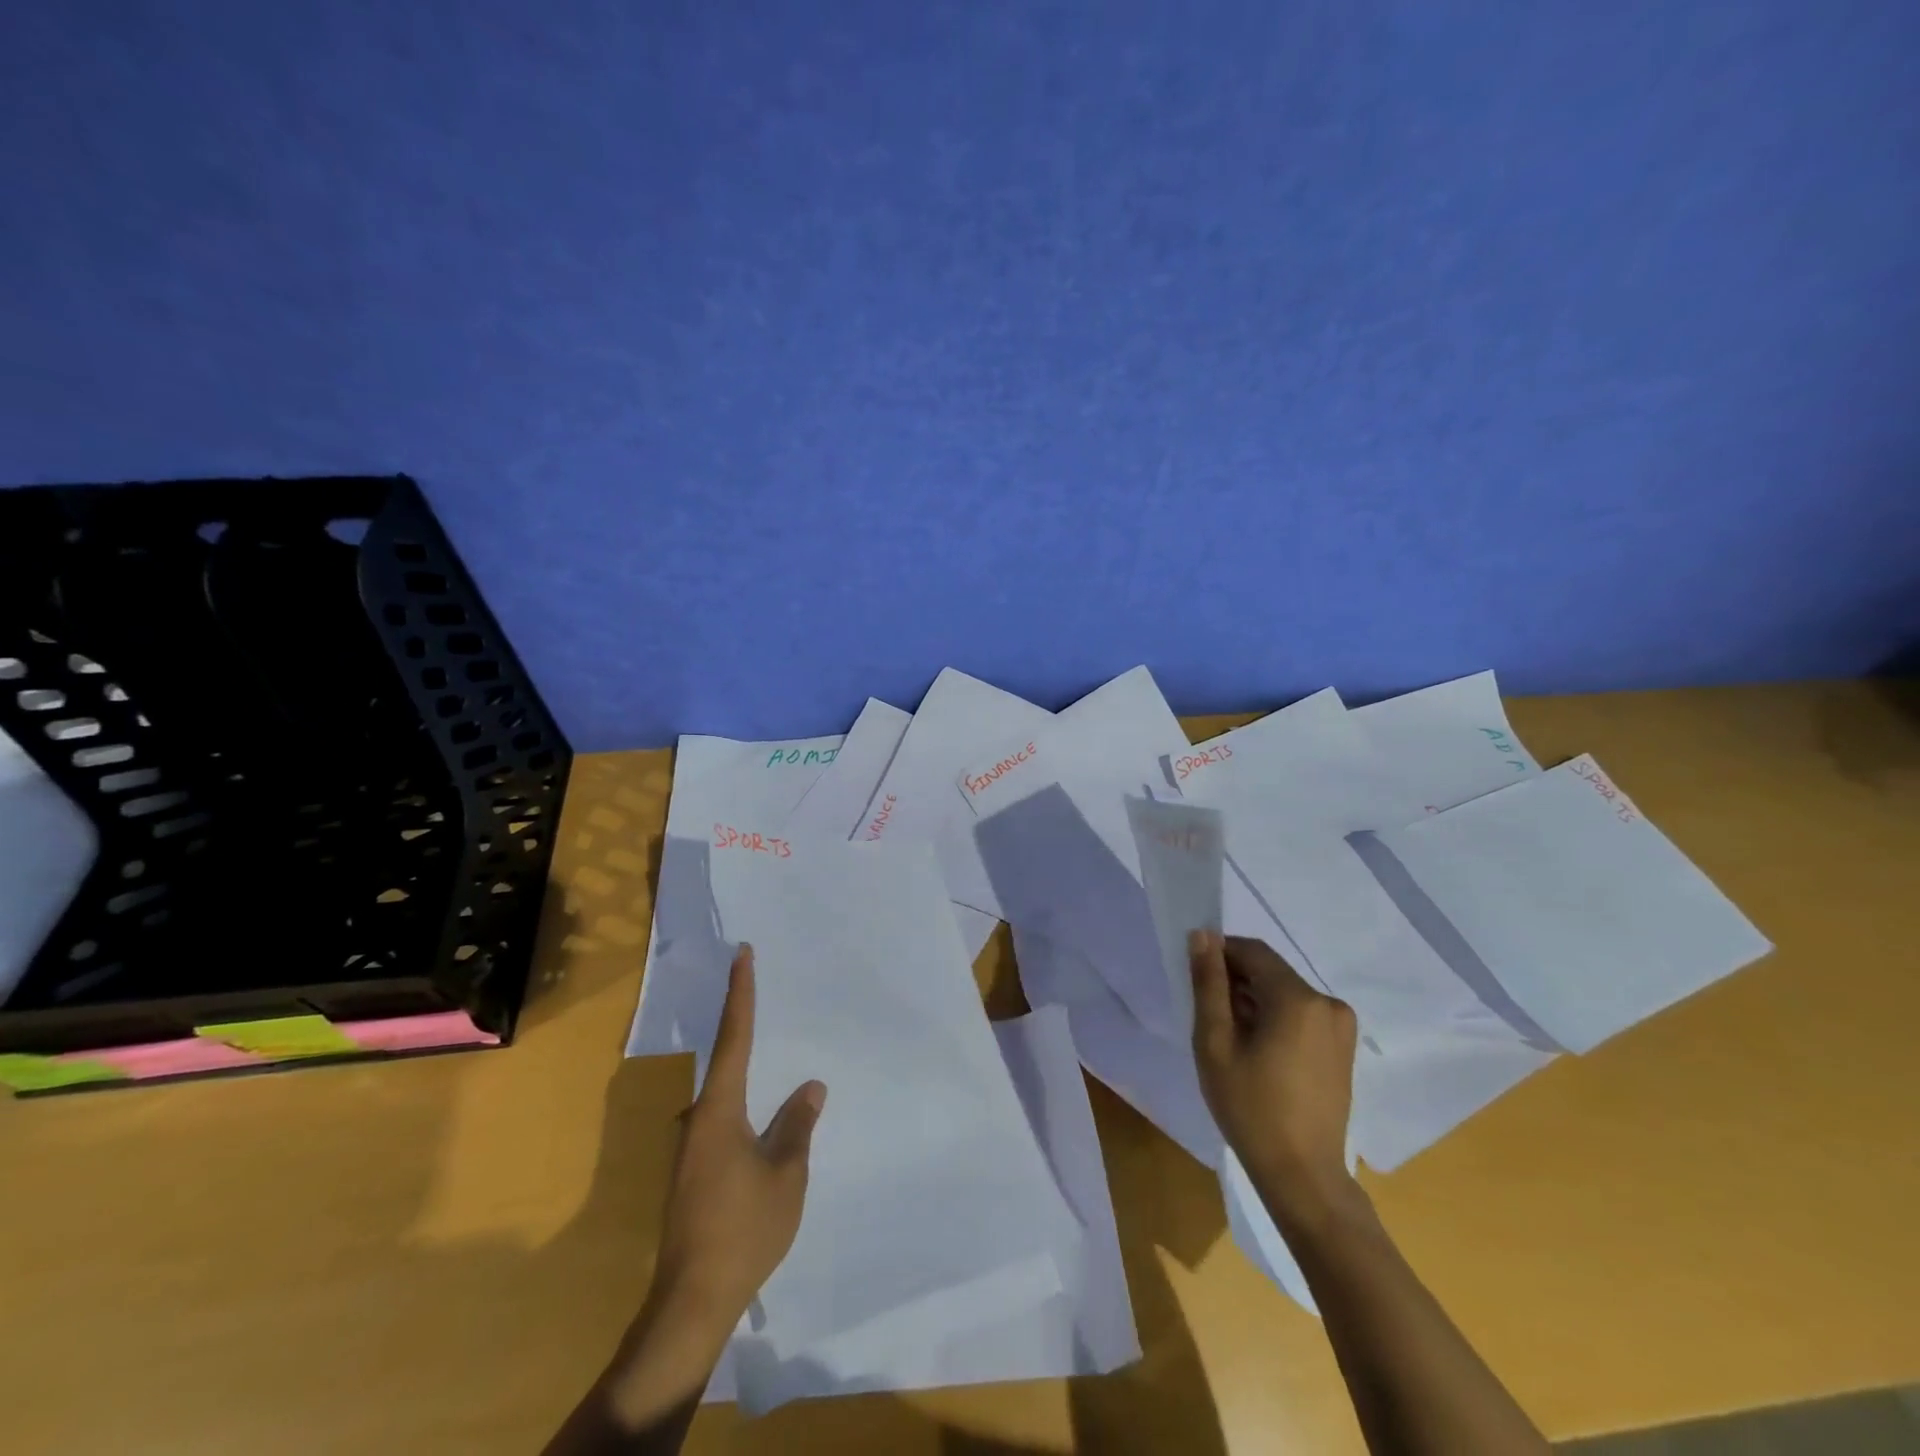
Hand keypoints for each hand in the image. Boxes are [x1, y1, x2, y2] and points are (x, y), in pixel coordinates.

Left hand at [650, 944, 826, 1333]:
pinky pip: (723, 1121)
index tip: (742, 954)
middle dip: (743, 1027)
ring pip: (724, 1096)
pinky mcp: (692, 1172)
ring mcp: (691, 1147)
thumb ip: (797, 1125)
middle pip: (725, 1061)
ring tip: (776, 1059)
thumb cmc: (744, 1229)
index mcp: (720, 1109)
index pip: (735, 1036)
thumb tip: (811, 1086)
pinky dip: (744, 1106)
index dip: (740, 993)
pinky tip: (763, 1121)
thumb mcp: (786, 1174)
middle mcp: (698, 1118)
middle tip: (761, 993)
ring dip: (746, 1074)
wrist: (691, 1302)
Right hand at [1189, 930, 1359, 1226]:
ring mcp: (1340, 1026)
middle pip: (1270, 971)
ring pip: (1284, 992)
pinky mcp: (1343, 1047)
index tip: (1197, 982)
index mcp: (1297, 997)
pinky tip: (1260, 1054)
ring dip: (1255, 1002)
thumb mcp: (1215, 1042)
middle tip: (1210, 1019)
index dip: (1219, 955)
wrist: (1303, 1175)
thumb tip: (1203, 935)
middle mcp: (1327, 1002)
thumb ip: (1208, 983)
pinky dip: (1275, 1019)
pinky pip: (1301, 1014)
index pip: (1251, 951)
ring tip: (1233, 1041)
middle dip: (1236, 982)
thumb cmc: (1250, 1108)